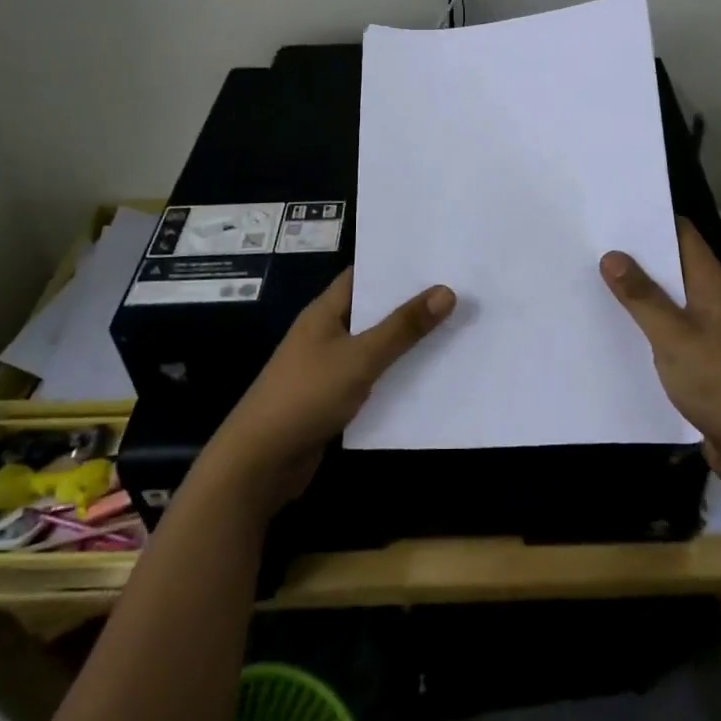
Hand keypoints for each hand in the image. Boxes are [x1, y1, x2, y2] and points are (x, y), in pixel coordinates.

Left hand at [199, 266, 455, 519]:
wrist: (260, 463)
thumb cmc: (306, 396)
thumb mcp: (360, 358)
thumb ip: (402, 328)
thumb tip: (446, 291)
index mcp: (325, 311)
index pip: (363, 275)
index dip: (397, 265)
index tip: (438, 258)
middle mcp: (327, 333)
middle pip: (373, 310)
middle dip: (411, 303)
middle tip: (459, 290)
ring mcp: (329, 367)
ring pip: (376, 346)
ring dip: (408, 341)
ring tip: (456, 327)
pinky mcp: (335, 399)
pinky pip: (373, 377)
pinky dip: (397, 375)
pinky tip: (431, 375)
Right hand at [601, 219, 720, 494]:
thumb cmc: (720, 381)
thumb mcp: (673, 336)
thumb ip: (642, 297)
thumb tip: (612, 255)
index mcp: (711, 284)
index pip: (681, 234)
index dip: (649, 219)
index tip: (610, 212)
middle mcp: (712, 300)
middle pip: (672, 265)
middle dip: (635, 255)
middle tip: (589, 245)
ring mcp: (709, 330)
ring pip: (668, 299)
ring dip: (638, 292)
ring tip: (592, 281)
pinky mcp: (703, 359)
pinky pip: (669, 329)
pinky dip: (646, 324)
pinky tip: (616, 329)